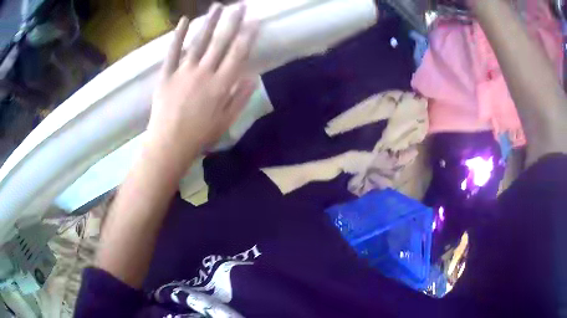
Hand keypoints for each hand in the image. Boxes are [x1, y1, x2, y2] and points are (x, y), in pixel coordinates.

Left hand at [147, 2, 257, 170]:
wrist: (169, 145)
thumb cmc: (200, 136)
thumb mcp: (226, 121)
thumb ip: (240, 97)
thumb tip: (253, 76)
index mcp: (221, 85)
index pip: (238, 54)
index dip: (247, 36)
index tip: (255, 21)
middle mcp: (204, 72)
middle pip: (220, 42)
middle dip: (232, 21)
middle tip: (239, 5)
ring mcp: (183, 71)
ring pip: (199, 41)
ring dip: (209, 22)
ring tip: (217, 6)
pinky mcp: (166, 75)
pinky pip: (172, 52)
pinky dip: (178, 35)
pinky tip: (184, 21)